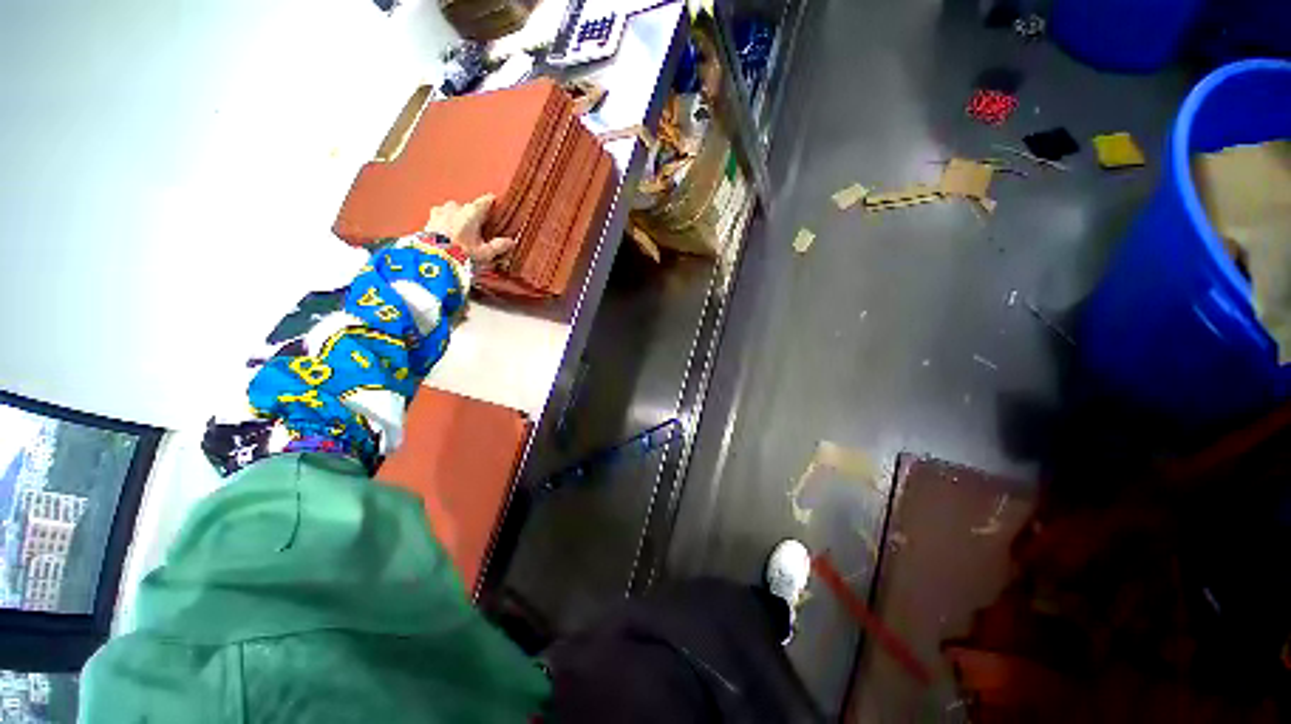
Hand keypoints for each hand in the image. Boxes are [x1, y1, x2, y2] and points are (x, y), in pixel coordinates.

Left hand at [424, 194, 516, 263]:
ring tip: (461, 234)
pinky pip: (440, 219)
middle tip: (479, 230)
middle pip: (468, 208)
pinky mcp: (428, 220)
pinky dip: (445, 225)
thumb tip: (511, 241)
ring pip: (453, 212)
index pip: (486, 201)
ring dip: (457, 219)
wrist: (432, 259)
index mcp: (472, 212)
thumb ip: (498, 246)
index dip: (493, 203)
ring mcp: (439, 211)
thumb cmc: (462, 253)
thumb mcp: (485, 253)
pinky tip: (448, 236)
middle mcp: (455, 207)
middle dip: (473, 217)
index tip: (497, 206)